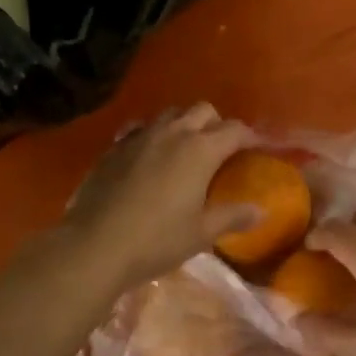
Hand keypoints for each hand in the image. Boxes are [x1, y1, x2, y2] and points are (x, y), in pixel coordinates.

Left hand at [51, 104, 257, 292]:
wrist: (94, 245)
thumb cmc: (156, 240)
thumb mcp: (201, 234)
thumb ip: (232, 217)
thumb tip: (261, 210)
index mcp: (200, 150)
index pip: (234, 130)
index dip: (250, 135)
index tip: (258, 146)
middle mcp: (173, 133)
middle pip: (202, 110)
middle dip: (217, 123)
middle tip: (221, 148)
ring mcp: (140, 136)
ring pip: (170, 113)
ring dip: (184, 123)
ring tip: (186, 148)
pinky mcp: (114, 147)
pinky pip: (140, 128)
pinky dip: (153, 135)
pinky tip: (149, 155)